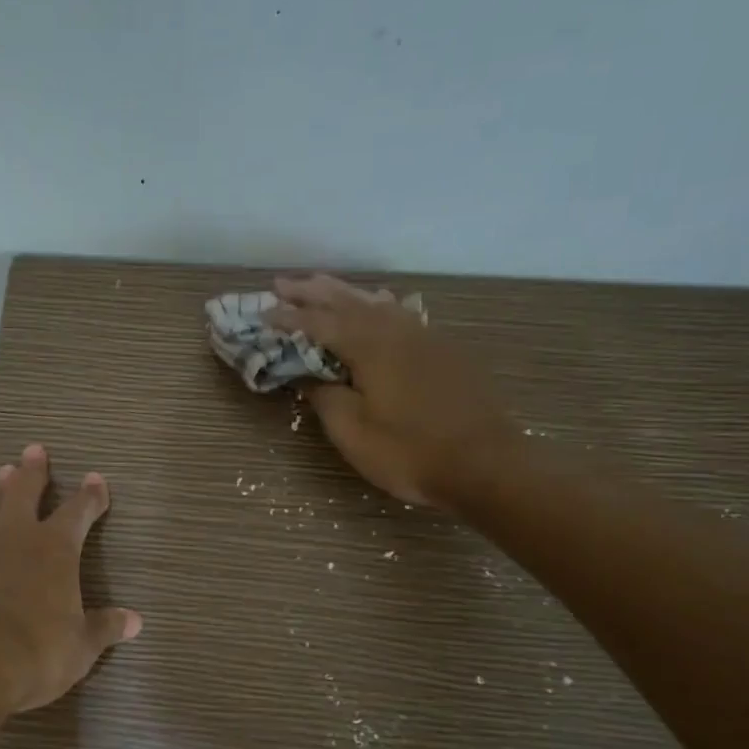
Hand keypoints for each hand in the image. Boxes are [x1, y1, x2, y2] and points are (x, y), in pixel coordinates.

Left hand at [0, 443, 141, 715]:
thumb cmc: (35, 653)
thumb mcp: (79, 647)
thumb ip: (103, 629)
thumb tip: (135, 621)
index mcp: (54, 550)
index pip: (78, 512)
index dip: (90, 496)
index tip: (96, 478)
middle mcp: (15, 540)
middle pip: (24, 493)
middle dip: (34, 471)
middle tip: (35, 449)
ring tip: (3, 473)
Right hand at [267, 274, 526, 512]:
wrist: (486, 465)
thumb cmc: (411, 452)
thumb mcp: (353, 433)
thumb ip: (326, 398)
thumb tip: (310, 377)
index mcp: (370, 347)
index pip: (319, 323)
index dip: (289, 317)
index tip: (262, 312)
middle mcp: (396, 331)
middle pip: (347, 302)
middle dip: (312, 291)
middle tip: (283, 283)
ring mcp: (424, 338)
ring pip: (376, 303)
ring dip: (345, 292)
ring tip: (322, 284)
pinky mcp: (443, 351)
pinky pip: (400, 314)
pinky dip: (377, 305)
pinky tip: (378, 305)